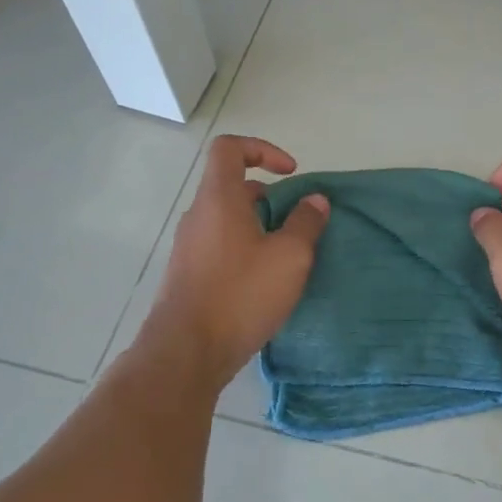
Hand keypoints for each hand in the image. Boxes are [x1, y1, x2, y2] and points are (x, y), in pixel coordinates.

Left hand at [144, 136, 329, 385]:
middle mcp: (198, 216)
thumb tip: (315, 200)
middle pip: (231, 185)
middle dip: (269, 196)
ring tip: (286, 255)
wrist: (186, 353)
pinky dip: (245, 249)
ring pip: (227, 219)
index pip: (229, 148)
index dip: (262, 149)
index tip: (291, 174)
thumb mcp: (290, 257)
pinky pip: (220, 245)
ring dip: (259, 226)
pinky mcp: (188, 275)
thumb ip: (306, 223)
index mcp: (219, 199)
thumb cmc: (241, 295)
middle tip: (296, 222)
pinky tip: (265, 282)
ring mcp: (189, 247)